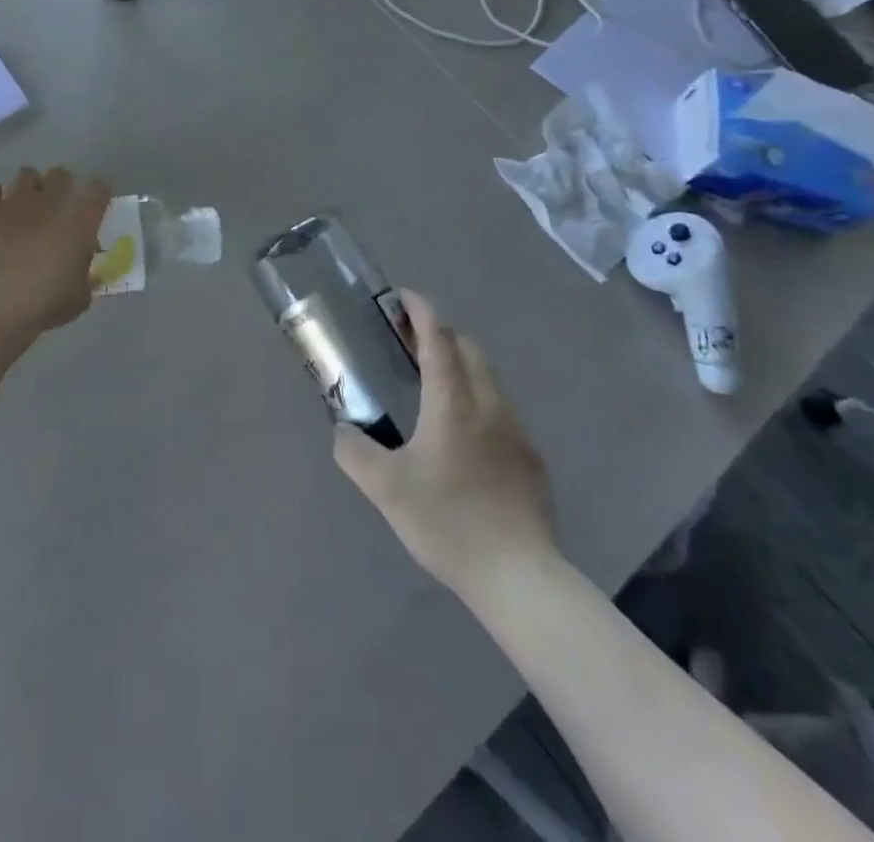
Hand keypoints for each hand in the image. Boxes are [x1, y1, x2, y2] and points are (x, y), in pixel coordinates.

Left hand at [0, 166, 110, 336]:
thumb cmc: (44, 302)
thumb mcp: (78, 298)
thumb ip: (86, 281)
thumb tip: (89, 277)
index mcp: (80, 219)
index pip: (98, 189)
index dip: (97, 197)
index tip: (94, 211)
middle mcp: (50, 201)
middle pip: (61, 174)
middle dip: (61, 187)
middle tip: (57, 210)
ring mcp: (14, 200)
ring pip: (26, 174)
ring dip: (28, 188)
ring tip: (24, 208)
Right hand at [334, 292, 557, 598]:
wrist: (519, 577)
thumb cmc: (449, 523)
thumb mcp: (386, 489)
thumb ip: (355, 452)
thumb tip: (343, 430)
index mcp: (454, 403)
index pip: (439, 338)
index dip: (421, 310)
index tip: (402, 296)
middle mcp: (489, 404)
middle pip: (468, 348)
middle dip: (439, 333)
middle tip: (407, 340)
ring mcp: (516, 430)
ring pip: (487, 377)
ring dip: (459, 364)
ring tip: (431, 382)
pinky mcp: (530, 457)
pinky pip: (499, 408)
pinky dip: (475, 396)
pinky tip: (461, 432)